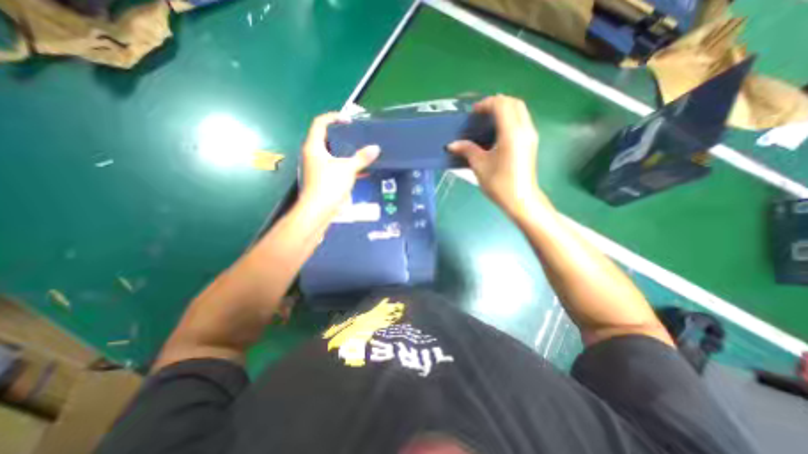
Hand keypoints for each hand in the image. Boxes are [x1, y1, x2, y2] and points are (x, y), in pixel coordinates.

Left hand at [299, 114, 381, 219]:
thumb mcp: (348, 169)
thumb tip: (376, 148)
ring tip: (361, 150)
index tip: (349, 121)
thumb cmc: (329, 185)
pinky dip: (347, 165)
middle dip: (342, 135)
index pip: (320, 123)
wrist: (319, 211)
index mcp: (314, 146)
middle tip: (358, 136)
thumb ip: (362, 157)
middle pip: (326, 138)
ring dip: (346, 151)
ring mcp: (318, 167)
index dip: (334, 117)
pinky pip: (336, 166)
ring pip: (332, 153)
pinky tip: (361, 170)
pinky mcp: (323, 178)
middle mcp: (313, 154)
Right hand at [444, 93, 545, 218]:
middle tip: (481, 114)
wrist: (521, 200)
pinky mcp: (531, 143)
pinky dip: (510, 119)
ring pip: (520, 111)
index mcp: (511, 133)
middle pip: (514, 103)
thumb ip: (466, 150)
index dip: (486, 104)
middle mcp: (525, 130)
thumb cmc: (499, 184)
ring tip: (487, 121)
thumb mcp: (480, 166)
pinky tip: (497, 132)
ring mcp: (530, 136)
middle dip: (496, 103)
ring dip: (504, 110)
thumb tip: (451, 145)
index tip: (473, 113)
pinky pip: (522, 121)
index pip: (502, 104)